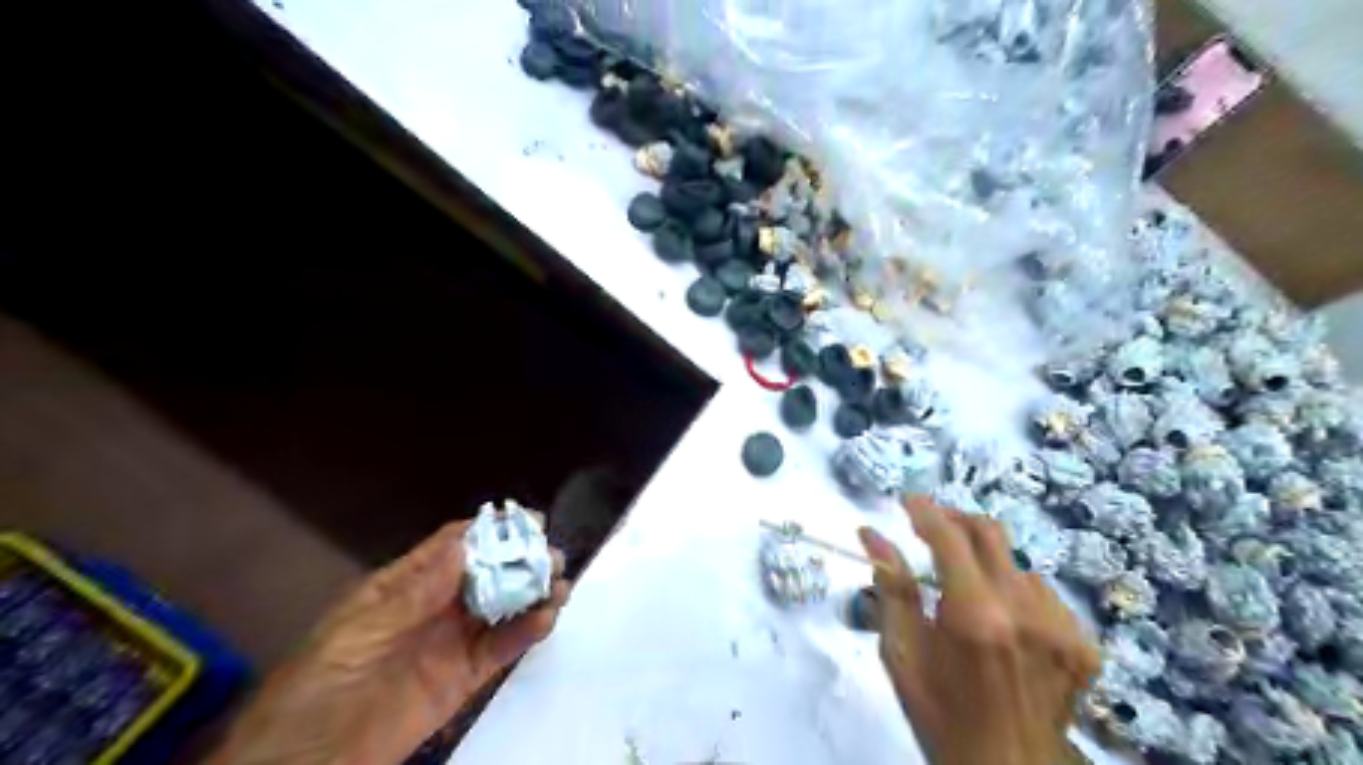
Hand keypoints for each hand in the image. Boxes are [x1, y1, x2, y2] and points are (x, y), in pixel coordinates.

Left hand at [212, 521, 570, 763]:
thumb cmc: (317, 689)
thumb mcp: (357, 635)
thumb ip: (412, 596)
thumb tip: (461, 548)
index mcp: (402, 587)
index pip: (451, 548)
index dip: (487, 531)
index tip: (525, 521)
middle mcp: (434, 607)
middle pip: (485, 573)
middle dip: (520, 559)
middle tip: (551, 553)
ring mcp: (452, 641)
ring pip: (501, 607)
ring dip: (531, 592)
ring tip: (560, 582)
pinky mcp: (465, 677)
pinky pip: (501, 648)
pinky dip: (527, 632)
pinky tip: (547, 618)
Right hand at [862, 496, 1092, 763]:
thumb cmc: (941, 715)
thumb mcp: (902, 654)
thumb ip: (891, 588)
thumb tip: (870, 535)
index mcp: (975, 614)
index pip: (949, 536)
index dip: (925, 510)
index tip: (906, 500)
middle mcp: (1024, 610)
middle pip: (990, 532)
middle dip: (954, 520)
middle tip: (929, 529)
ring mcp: (1061, 627)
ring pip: (1016, 563)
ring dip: (984, 560)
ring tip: (963, 586)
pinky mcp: (1082, 644)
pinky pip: (1044, 593)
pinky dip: (1015, 590)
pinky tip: (1002, 618)